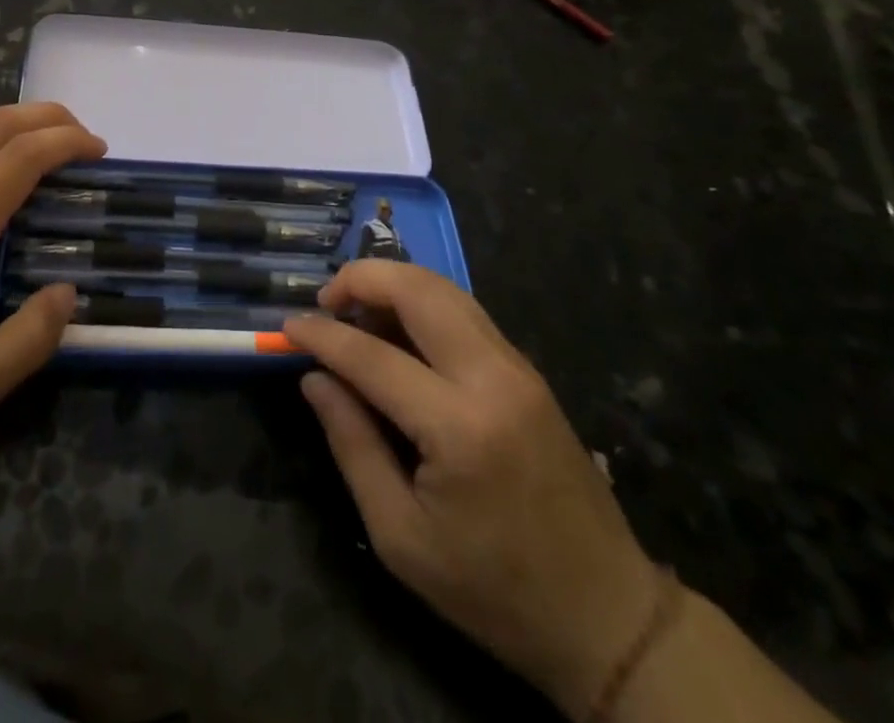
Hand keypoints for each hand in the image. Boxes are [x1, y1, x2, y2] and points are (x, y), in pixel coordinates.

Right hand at [285, 262, 660, 715]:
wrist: (608, 615)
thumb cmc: (494, 590)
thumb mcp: (401, 537)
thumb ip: (352, 446)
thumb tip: (315, 379)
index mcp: (459, 427)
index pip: (371, 355)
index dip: (322, 335)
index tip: (286, 326)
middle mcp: (492, 377)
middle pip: (418, 289)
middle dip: (361, 278)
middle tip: (324, 302)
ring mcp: (517, 367)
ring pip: (445, 288)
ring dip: (393, 283)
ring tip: (354, 310)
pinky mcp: (527, 371)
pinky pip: (465, 311)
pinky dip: (422, 302)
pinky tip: (396, 330)